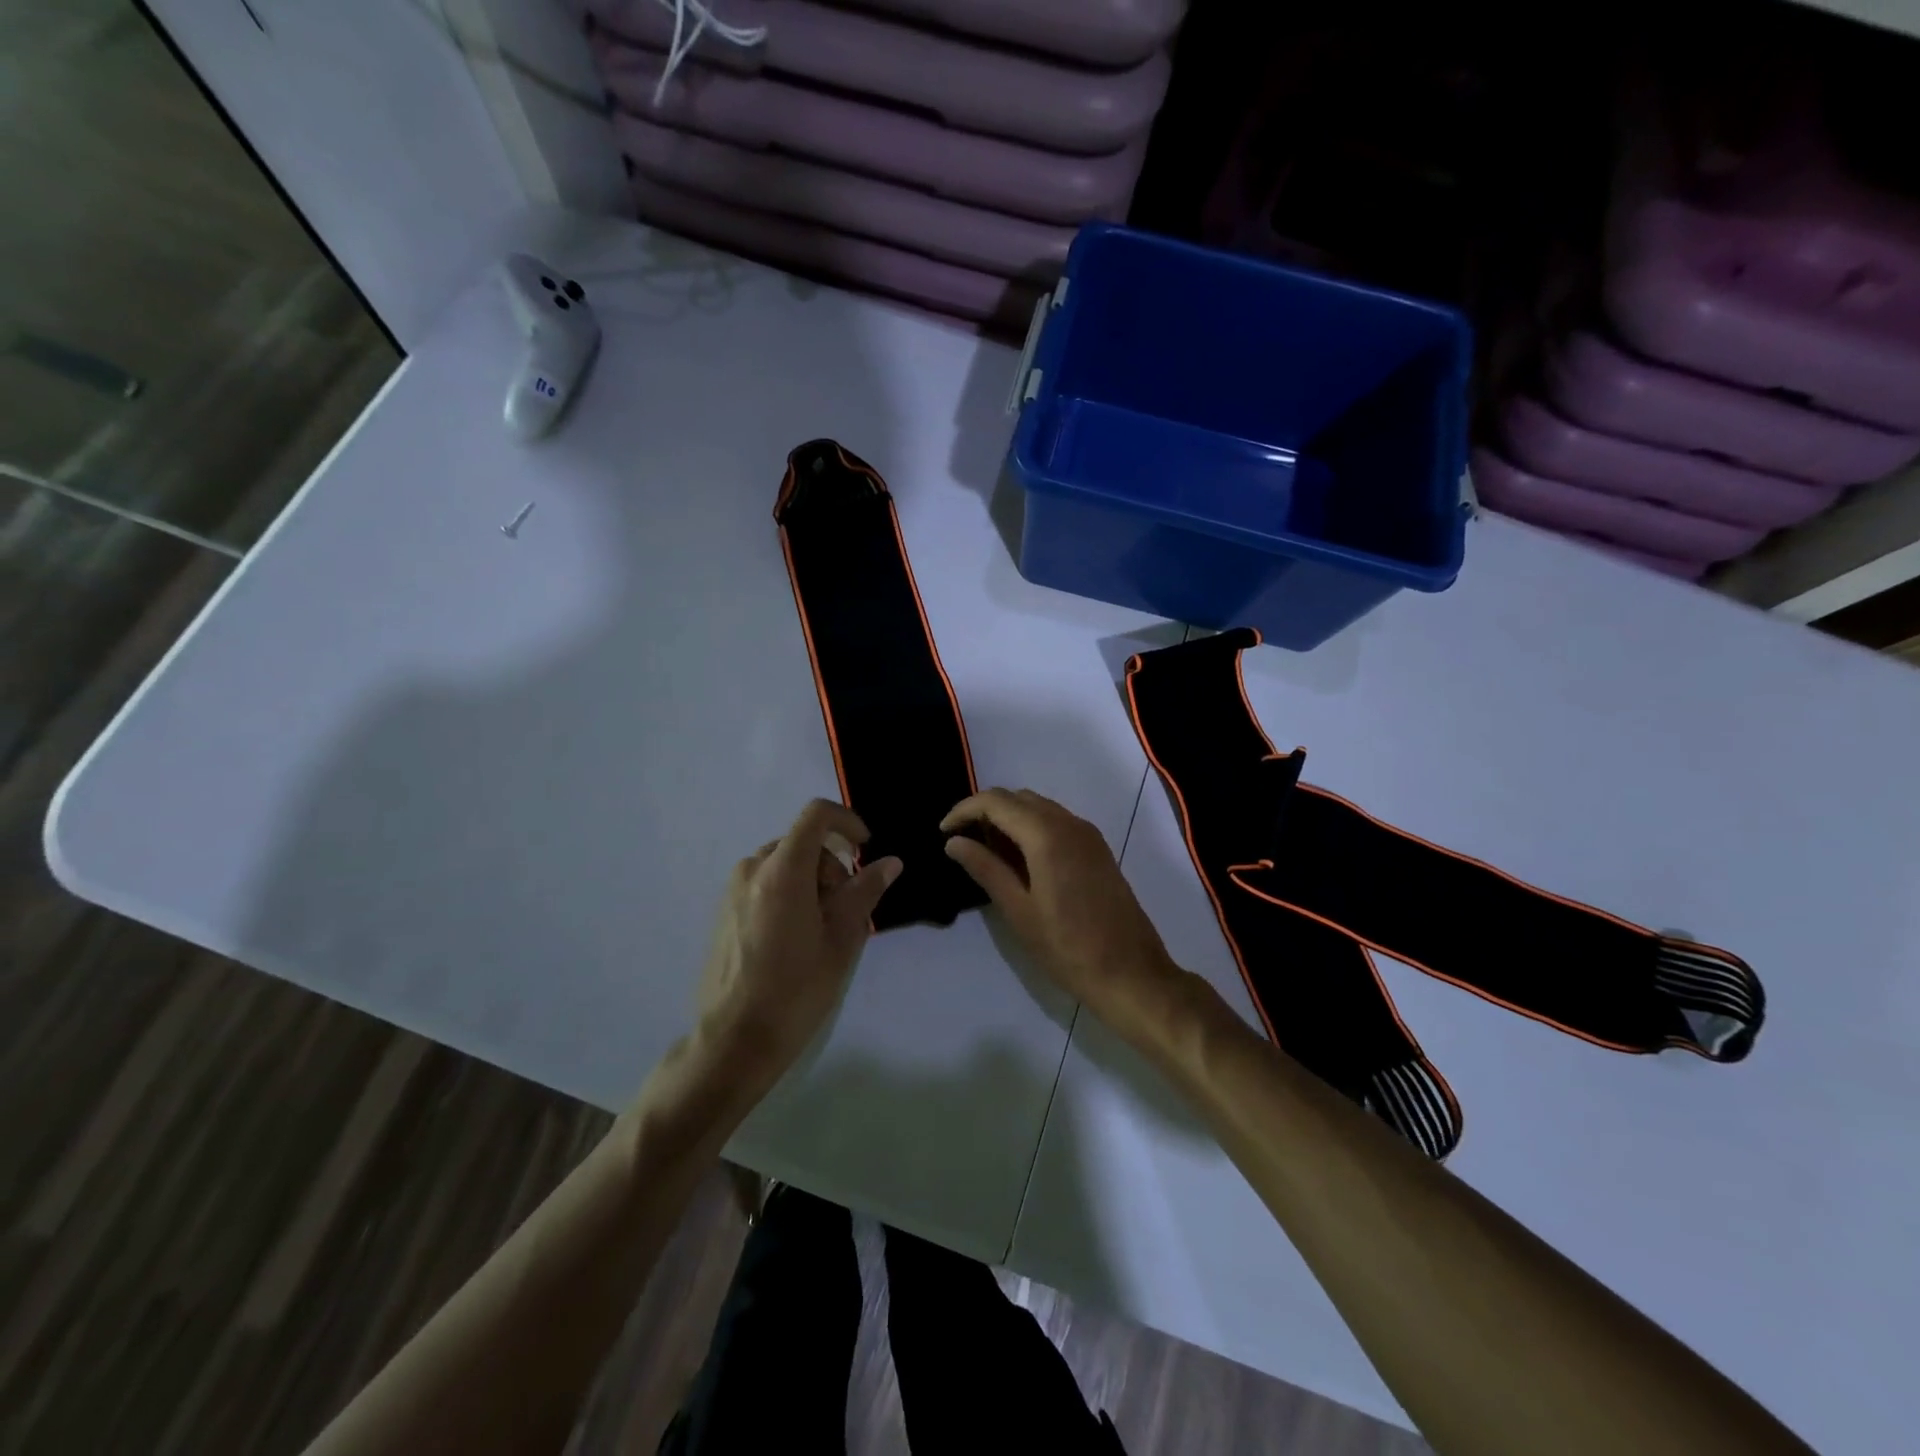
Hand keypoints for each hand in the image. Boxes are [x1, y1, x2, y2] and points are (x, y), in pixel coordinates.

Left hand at [695, 799, 901, 1084]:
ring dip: (811, 880)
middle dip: (831, 864)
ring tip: (822, 928)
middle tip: (846, 908)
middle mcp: (752, 869)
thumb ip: (865, 891)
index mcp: (782, 870)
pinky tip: (795, 938)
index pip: (816, 815)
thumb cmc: (796, 988)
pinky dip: (789, 892)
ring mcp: (733, 890)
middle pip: (802, 842)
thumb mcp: (842, 938)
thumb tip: (889, 862)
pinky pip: (765, 883)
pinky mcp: (724, 910)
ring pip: (784, 863)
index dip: (847, 821)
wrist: (735, 1039)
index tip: (864, 849)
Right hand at [942, 789, 1186, 1044]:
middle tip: (962, 842)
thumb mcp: (1018, 910)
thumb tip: (954, 842)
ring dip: (1009, 818)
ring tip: (986, 852)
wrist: (1131, 973)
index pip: (996, 801)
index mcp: (1047, 834)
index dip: (964, 810)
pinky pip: (1056, 822)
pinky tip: (1019, 860)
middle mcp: (1070, 823)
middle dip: (985, 811)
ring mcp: (1088, 835)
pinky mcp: (1097, 849)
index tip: (943, 832)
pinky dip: (1031, 828)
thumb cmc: (1068, 948)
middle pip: (1018, 798)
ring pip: (1038, 808)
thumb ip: (985, 868)